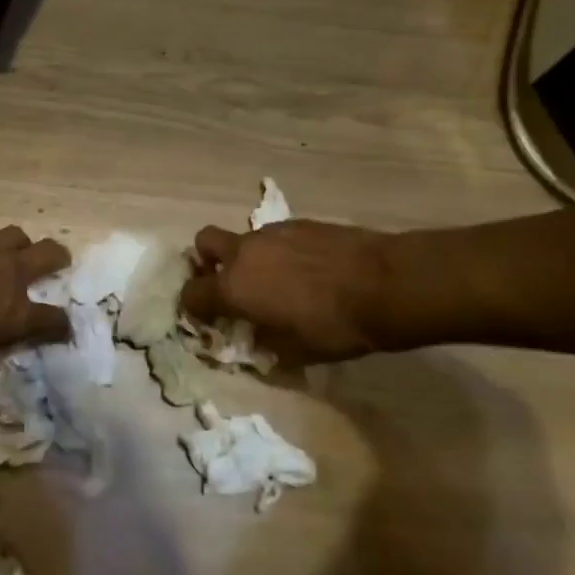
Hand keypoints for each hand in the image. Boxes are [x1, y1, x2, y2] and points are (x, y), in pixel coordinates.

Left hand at [0, 227, 70, 397]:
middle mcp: (7, 275)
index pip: (54, 320)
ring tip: (9, 257)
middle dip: (58, 260)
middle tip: (56, 266)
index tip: (61, 331)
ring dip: (19, 246)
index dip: (61, 327)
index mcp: (12, 315)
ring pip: (17, 235)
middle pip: (50, 254)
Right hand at [181, 220, 390, 365]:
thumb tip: (255, 340)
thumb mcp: (295, 352)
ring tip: (278, 281)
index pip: (191, 293)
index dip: (193, 308)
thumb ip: (265, 344)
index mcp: (234, 288)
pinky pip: (274, 236)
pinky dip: (278, 251)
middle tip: (228, 283)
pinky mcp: (298, 222)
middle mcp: (244, 253)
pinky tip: (306, 269)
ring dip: (248, 258)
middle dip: (207, 261)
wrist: (383, 284)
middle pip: (204, 243)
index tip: (206, 319)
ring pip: (243, 239)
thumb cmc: (335, 327)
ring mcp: (271, 232)